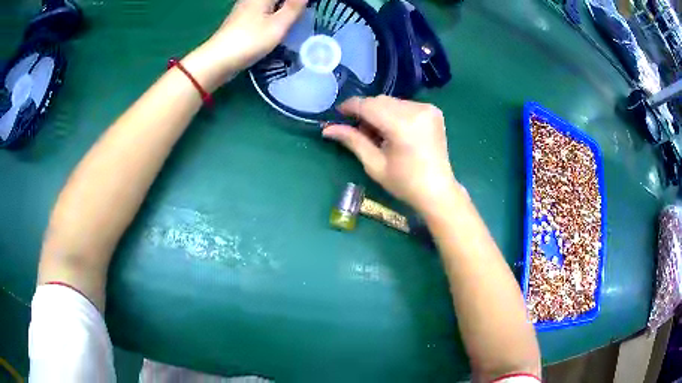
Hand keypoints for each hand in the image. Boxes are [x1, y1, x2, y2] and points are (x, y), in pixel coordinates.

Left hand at [181, 0, 306, 90]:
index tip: (307, 7)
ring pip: (268, 4)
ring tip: (295, 18)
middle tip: (302, 13)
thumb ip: (294, 7)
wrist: (218, 60)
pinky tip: (278, 24)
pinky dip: (273, 14)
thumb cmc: (250, 40)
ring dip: (282, 9)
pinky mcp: (240, 20)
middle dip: (289, 5)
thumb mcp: (278, 24)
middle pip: (275, 0)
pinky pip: (262, 11)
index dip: (298, 2)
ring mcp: (244, 9)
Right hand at [323, 96, 460, 214]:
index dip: (350, 107)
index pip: (368, 106)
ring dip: (379, 112)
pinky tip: (394, 131)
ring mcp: (427, 108)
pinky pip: (405, 105)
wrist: (438, 191)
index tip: (338, 114)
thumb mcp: (374, 164)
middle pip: (380, 101)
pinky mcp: (433, 111)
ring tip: (379, 134)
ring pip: (391, 102)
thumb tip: (327, 129)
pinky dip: (394, 113)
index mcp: (402, 125)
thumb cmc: (405, 183)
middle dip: (366, 112)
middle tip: (359, 131)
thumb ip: (353, 140)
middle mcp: (416, 110)